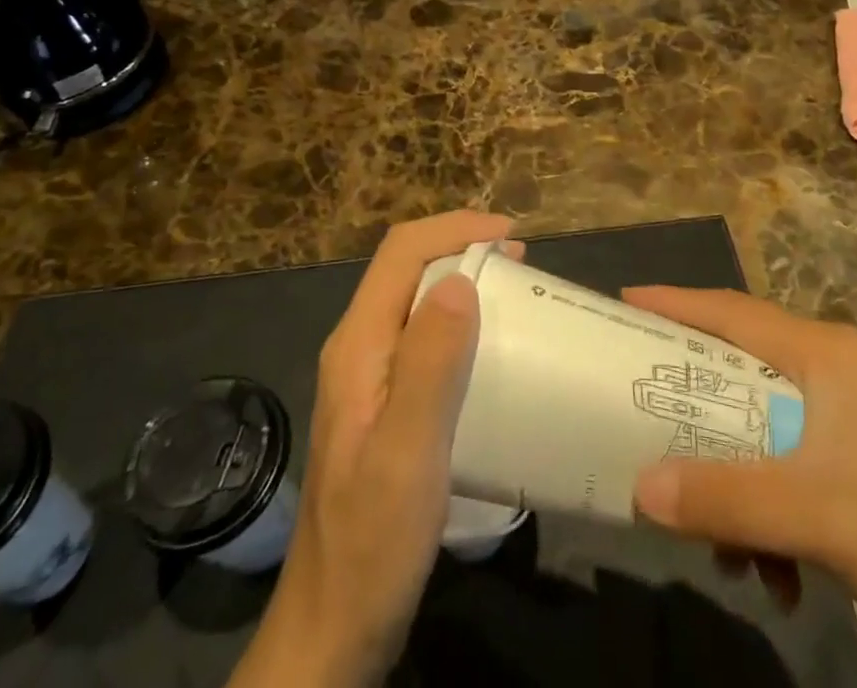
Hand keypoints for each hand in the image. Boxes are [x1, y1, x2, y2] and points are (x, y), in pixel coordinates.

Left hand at [232, 211, 512, 687]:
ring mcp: (369, 378)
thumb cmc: (372, 540)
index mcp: (358, 345)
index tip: (512, 236)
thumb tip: (460, 279)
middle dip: (463, 248)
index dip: (455, 228)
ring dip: (464, 283)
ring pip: (416, 301)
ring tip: (516, 294)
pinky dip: (461, 323)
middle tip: (523, 264)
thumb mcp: (406, 451)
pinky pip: (424, 339)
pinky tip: (491, 349)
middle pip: (407, 269)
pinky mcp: (385, 405)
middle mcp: (359, 348)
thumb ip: (429, 363)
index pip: (401, 253)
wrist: (334, 627)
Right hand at [626, 288, 856, 687]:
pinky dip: (766, 515)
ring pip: (757, 429)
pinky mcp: (854, 468)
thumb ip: (725, 498)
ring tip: (715, 542)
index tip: (622, 302)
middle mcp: (830, 372)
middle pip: (738, 370)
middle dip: (692, 405)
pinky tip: (772, 577)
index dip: (675, 303)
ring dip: (731, 482)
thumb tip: (639, 487)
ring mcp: (844, 421)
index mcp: (823, 354)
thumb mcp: (813, 515)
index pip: (732, 311)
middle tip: (637, 408)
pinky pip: (783, 471)